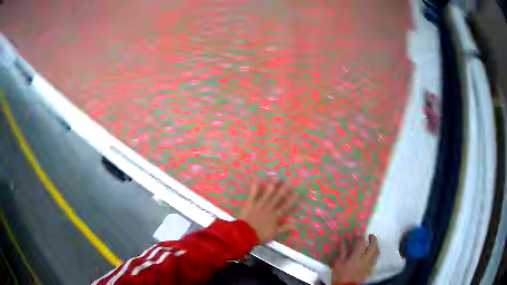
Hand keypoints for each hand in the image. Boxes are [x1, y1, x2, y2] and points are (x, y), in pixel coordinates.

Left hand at [238, 180, 299, 243]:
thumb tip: (295, 226)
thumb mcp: (274, 234)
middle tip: (290, 179)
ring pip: (267, 193)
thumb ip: (284, 229)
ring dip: (273, 184)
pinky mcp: (250, 203)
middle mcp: (269, 208)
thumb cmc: (260, 235)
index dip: (293, 198)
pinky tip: (257, 179)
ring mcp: (259, 204)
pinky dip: (255, 187)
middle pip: (278, 196)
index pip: (287, 206)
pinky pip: (253, 194)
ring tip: (277, 177)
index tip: (298, 191)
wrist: (245, 234)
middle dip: (285, 187)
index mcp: (276, 216)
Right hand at [332, 234, 378, 284]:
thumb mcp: (338, 264)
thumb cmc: (340, 276)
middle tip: (369, 235)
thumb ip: (342, 252)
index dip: (360, 235)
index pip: (361, 242)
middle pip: (373, 245)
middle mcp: (366, 258)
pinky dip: (375, 253)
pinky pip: (376, 258)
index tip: (358, 233)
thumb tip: (344, 241)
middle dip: (373, 238)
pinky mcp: (371, 268)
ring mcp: (370, 263)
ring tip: (372, 243)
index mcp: (357, 256)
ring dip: (376, 245)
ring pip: (377, 251)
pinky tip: (371, 254)